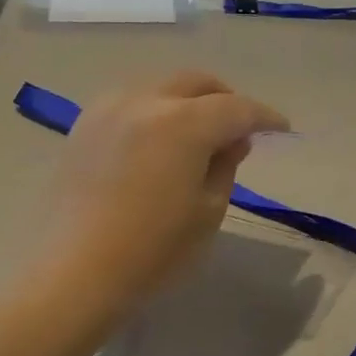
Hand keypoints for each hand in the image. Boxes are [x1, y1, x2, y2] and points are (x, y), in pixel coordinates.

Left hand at [42, 71, 288, 300]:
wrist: (74, 273)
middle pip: (197, 83)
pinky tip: (159, 139)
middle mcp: (146, 102)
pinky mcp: (84, 126)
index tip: (282, 129)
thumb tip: (232, 141)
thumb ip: (226, 165)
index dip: (264, 117)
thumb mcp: (208, 211)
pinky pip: (131, 102)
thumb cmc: (153, 249)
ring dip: (189, 101)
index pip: (237, 108)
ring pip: (162, 87)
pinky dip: (156, 110)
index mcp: (183, 123)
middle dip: (226, 99)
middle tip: (241, 128)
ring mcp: (109, 110)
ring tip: (200, 133)